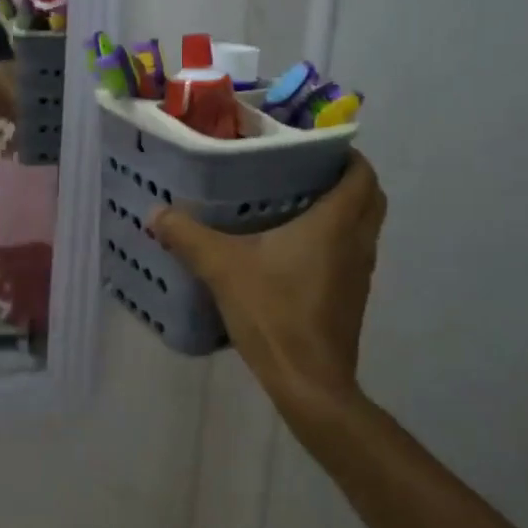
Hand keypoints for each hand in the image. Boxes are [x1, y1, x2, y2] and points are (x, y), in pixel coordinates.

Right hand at [150, 152, 385, 411]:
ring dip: (343, 211)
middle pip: (371, 198)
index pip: (362, 174)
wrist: (309, 382)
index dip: (346, 154)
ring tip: (297, 203)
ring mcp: (359, 273)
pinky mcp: (350, 297)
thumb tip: (156, 213)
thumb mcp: (222, 268)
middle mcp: (357, 243)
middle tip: (306, 171)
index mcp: (336, 224)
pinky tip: (293, 250)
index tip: (316, 146)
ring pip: (363, 227)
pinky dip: (335, 240)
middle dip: (348, 179)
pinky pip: (351, 253)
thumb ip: (188, 236)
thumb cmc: (274, 313)